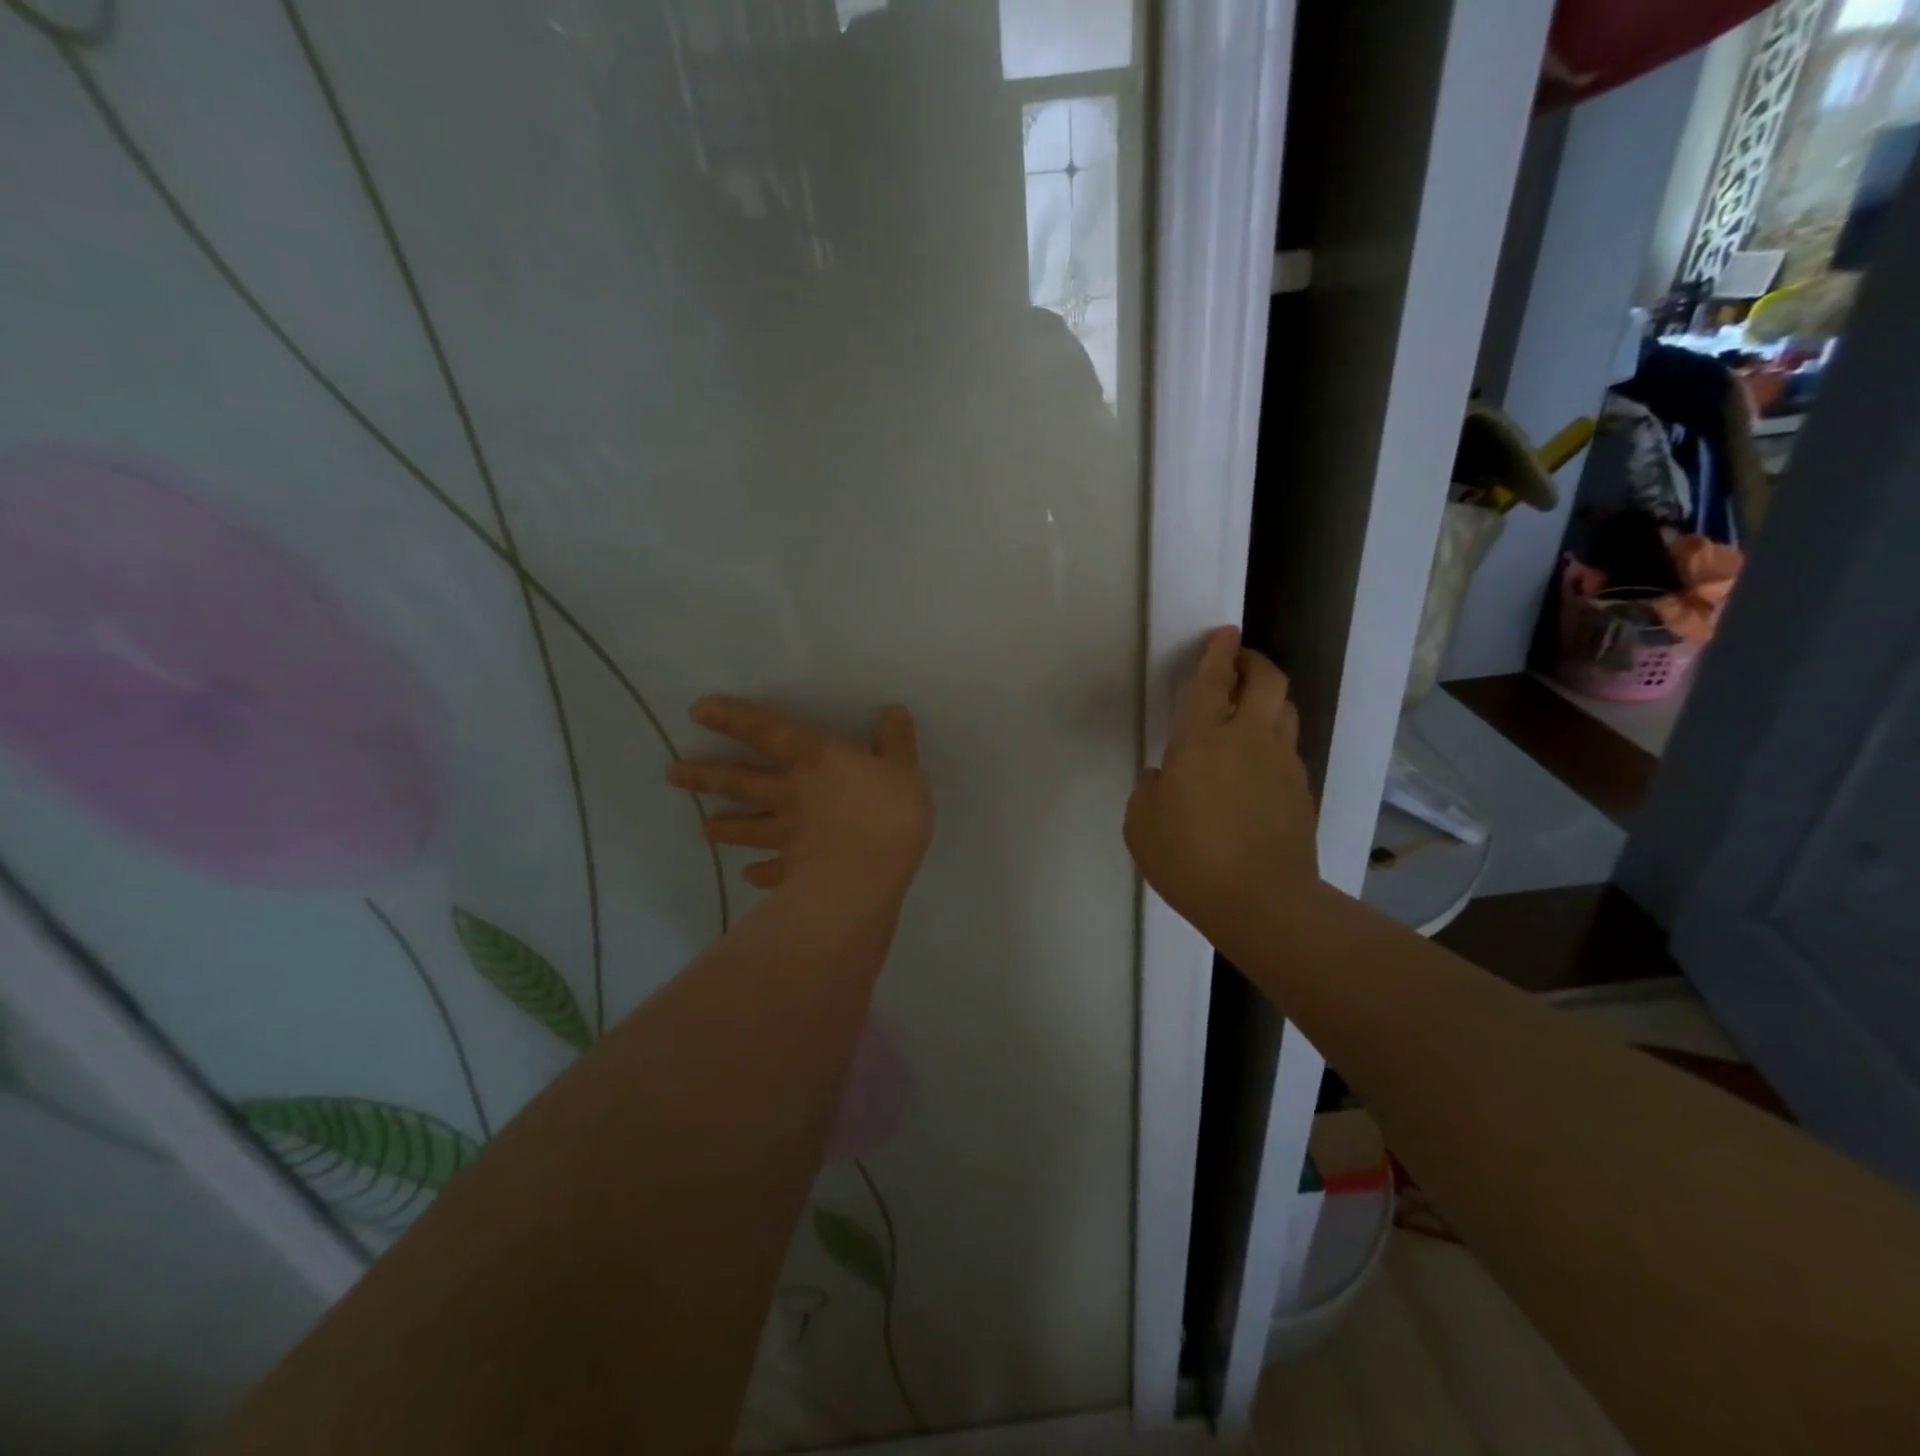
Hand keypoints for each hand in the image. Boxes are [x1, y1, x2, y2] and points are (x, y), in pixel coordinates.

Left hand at [668, 699, 932, 902]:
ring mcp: (789, 835)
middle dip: (707, 777)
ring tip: (702, 828)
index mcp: (815, 761)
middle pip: (742, 783)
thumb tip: (893, 710)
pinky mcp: (795, 871)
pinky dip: (759, 874)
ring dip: (725, 827)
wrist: (869, 876)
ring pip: (749, 828)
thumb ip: (897, 740)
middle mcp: (792, 794)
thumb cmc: (888, 814)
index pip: (768, 731)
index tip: (698, 711)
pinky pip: (773, 872)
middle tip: (674, 775)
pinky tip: (748, 877)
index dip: (734, 718)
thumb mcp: (904, 768)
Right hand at [1125, 626, 1318, 942]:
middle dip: (1252, 661)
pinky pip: (1288, 746)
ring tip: (1250, 706)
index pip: (1212, 680)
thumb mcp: (1141, 824)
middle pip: (1266, 679)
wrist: (1262, 901)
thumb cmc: (1189, 859)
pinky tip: (1258, 760)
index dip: (1217, 652)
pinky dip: (1274, 738)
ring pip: (1284, 709)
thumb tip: (1166, 777)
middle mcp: (1248, 738)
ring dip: (1268, 696)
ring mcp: (1281, 762)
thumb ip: (1150, 789)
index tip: (1224, 633)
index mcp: (1202, 740)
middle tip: (1238, 663)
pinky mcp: (1300, 789)